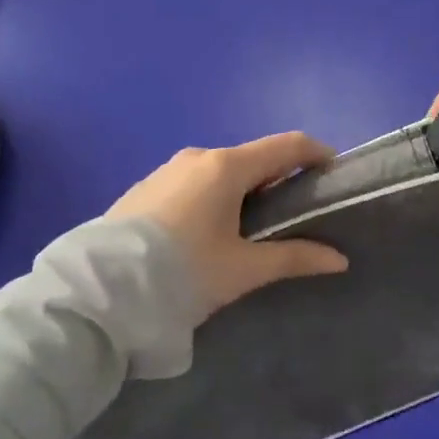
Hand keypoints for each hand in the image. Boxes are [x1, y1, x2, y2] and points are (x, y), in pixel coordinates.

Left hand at [107, 132, 349, 316]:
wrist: (98, 292)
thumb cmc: (182, 273)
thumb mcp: (242, 269)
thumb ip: (294, 258)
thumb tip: (340, 259)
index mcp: (227, 166)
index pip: (287, 145)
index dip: (316, 154)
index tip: (334, 174)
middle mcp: (198, 157)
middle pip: (254, 158)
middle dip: (280, 177)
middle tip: (298, 211)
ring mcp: (167, 170)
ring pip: (221, 171)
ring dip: (245, 189)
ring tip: (254, 227)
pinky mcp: (145, 189)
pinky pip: (194, 183)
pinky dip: (215, 197)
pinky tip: (210, 232)